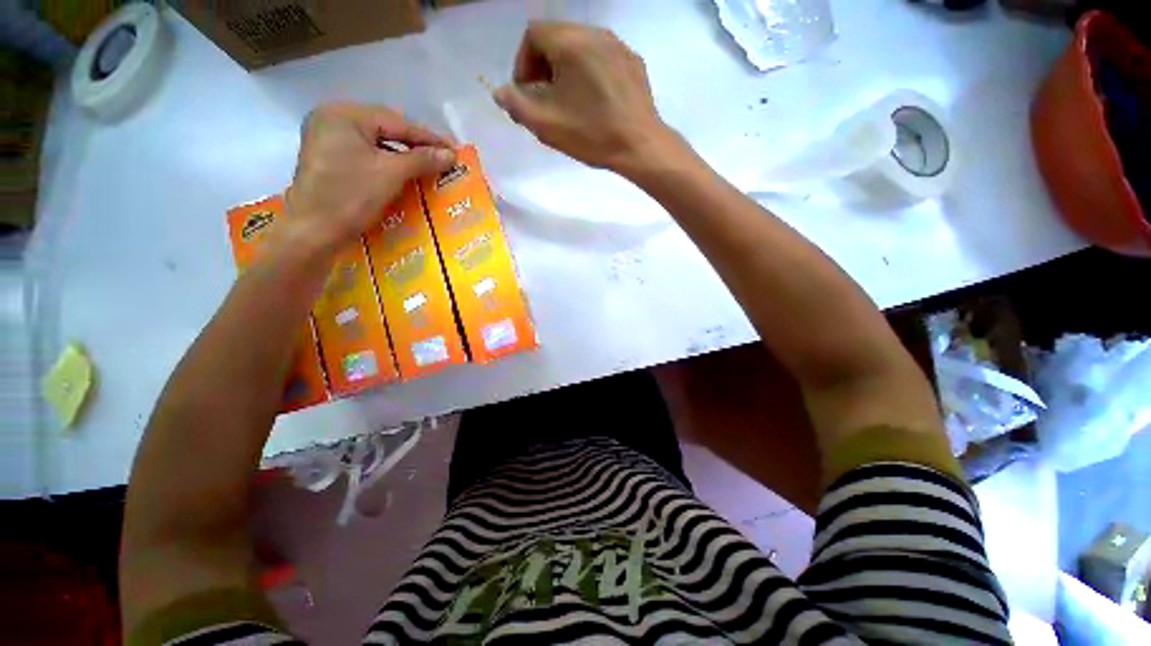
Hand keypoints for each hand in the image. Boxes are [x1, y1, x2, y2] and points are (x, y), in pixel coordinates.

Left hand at [283, 103, 455, 253]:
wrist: (314, 231)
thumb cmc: (351, 196)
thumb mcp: (391, 174)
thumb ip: (422, 159)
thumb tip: (451, 154)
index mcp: (343, 115)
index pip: (396, 122)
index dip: (428, 137)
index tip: (454, 150)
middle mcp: (331, 119)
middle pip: (384, 128)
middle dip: (415, 144)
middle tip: (443, 157)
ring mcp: (327, 139)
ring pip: (375, 142)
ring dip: (403, 154)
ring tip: (428, 165)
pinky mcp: (328, 158)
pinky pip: (365, 154)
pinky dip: (387, 162)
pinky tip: (404, 172)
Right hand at [493, 23, 679, 175]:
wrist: (639, 146)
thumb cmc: (591, 134)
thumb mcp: (545, 124)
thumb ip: (516, 104)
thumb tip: (500, 91)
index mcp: (569, 41)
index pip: (533, 35)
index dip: (523, 64)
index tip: (527, 93)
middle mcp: (595, 33)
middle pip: (557, 38)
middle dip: (544, 67)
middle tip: (545, 100)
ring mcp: (618, 46)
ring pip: (581, 48)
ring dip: (567, 70)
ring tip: (570, 103)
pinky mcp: (634, 62)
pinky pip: (602, 59)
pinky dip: (590, 74)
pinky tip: (594, 102)